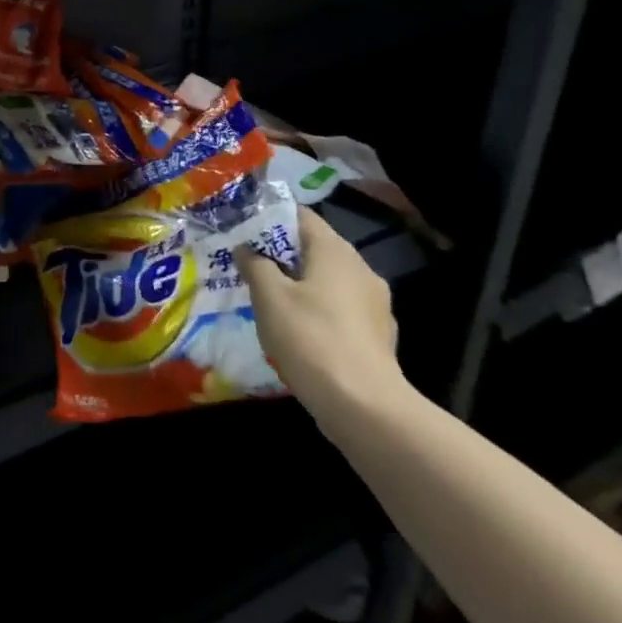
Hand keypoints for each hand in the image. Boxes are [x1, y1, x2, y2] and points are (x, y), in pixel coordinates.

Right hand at [237, 207, 411, 439]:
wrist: (364, 406)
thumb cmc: (310, 338)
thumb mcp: (269, 297)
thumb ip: (254, 264)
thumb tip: (246, 248)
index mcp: (335, 250)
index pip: (300, 216)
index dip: (270, 217)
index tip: (243, 229)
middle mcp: (360, 268)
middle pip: (315, 248)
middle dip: (282, 254)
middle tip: (249, 265)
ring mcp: (375, 303)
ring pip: (329, 281)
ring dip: (301, 285)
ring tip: (270, 300)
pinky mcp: (378, 335)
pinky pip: (341, 310)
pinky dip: (319, 313)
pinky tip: (300, 333)